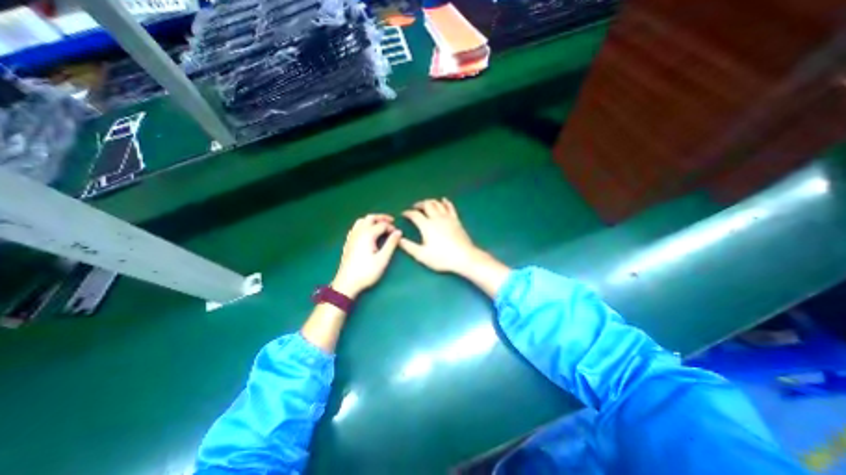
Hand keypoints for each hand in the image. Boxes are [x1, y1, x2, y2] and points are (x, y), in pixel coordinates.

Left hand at [332, 213, 399, 297]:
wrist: (347, 283)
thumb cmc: (366, 272)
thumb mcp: (383, 259)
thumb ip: (391, 244)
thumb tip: (398, 232)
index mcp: (367, 234)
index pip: (382, 225)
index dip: (391, 228)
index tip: (397, 234)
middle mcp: (358, 232)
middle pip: (370, 218)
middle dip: (381, 218)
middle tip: (391, 222)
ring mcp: (351, 237)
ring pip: (361, 221)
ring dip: (371, 221)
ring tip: (380, 226)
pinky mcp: (348, 242)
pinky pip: (356, 228)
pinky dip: (364, 225)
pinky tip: (367, 233)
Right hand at [397, 198, 481, 274]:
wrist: (464, 257)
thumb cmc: (442, 258)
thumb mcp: (422, 255)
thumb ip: (409, 246)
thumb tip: (398, 238)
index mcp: (426, 226)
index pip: (415, 215)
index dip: (408, 213)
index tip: (404, 214)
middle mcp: (436, 218)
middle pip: (427, 205)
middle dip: (419, 204)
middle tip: (415, 207)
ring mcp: (448, 218)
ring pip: (437, 204)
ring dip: (430, 201)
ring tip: (426, 204)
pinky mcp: (456, 220)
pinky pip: (450, 207)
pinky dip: (445, 202)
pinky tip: (443, 200)